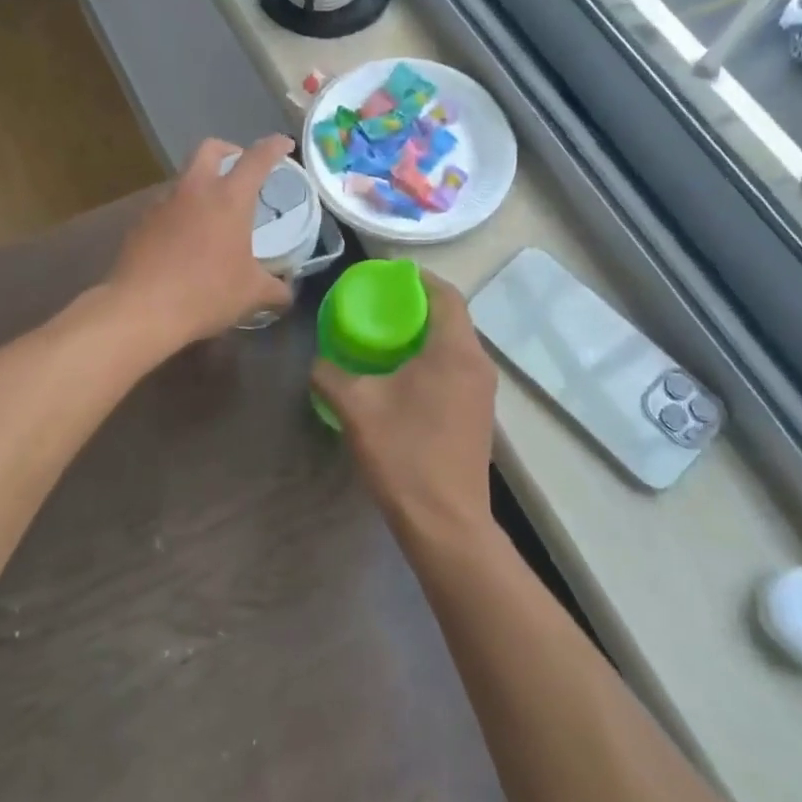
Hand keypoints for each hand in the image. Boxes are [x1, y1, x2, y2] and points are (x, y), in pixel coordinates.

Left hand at [107, 135, 297, 352]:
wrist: (141, 309)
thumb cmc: (206, 293)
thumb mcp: (251, 294)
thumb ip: (275, 289)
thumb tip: (287, 293)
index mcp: (229, 198)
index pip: (257, 159)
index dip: (274, 147)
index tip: (284, 144)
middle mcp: (194, 190)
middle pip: (210, 149)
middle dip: (229, 150)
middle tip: (241, 167)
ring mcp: (162, 204)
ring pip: (184, 178)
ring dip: (201, 184)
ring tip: (212, 213)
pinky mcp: (140, 223)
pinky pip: (166, 207)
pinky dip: (180, 213)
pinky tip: (185, 240)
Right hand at [312, 272, 497, 544]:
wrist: (446, 523)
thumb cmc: (404, 454)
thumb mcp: (356, 407)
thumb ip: (330, 374)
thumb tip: (318, 362)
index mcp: (455, 350)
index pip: (445, 294)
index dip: (418, 279)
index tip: (387, 278)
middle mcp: (478, 364)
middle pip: (452, 318)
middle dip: (417, 307)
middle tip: (379, 309)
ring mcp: (483, 392)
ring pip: (455, 346)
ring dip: (425, 337)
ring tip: (387, 341)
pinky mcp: (479, 416)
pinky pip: (457, 370)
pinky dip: (433, 361)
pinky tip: (403, 380)